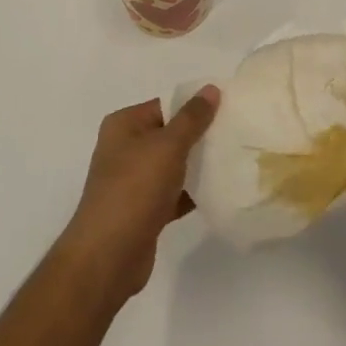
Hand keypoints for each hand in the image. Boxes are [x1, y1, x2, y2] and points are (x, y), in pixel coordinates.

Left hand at [56, 88, 219, 307]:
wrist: (108, 256)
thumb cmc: (135, 189)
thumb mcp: (168, 146)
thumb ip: (192, 118)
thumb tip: (210, 88)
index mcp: (124, 125)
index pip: (165, 105)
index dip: (195, 106)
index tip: (229, 108)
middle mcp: (125, 149)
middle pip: (170, 135)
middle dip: (200, 136)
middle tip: (237, 134)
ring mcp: (133, 182)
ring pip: (173, 165)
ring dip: (198, 165)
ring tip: (235, 160)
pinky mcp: (143, 211)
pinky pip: (173, 193)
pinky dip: (192, 192)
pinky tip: (220, 191)